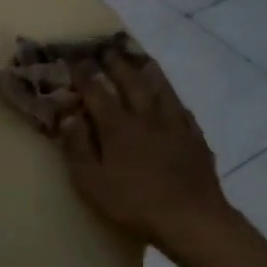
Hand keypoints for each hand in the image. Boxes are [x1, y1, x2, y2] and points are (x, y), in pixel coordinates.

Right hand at [58, 51, 230, 248]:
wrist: (192, 218)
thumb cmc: (135, 203)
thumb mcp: (92, 183)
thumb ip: (78, 148)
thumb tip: (70, 117)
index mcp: (119, 126)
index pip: (98, 92)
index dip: (85, 75)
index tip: (75, 59)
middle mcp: (147, 117)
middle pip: (131, 82)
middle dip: (116, 64)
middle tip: (107, 48)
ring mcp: (175, 125)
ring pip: (161, 90)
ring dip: (149, 72)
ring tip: (142, 59)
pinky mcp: (195, 139)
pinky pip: (182, 110)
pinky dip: (173, 99)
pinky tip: (173, 100)